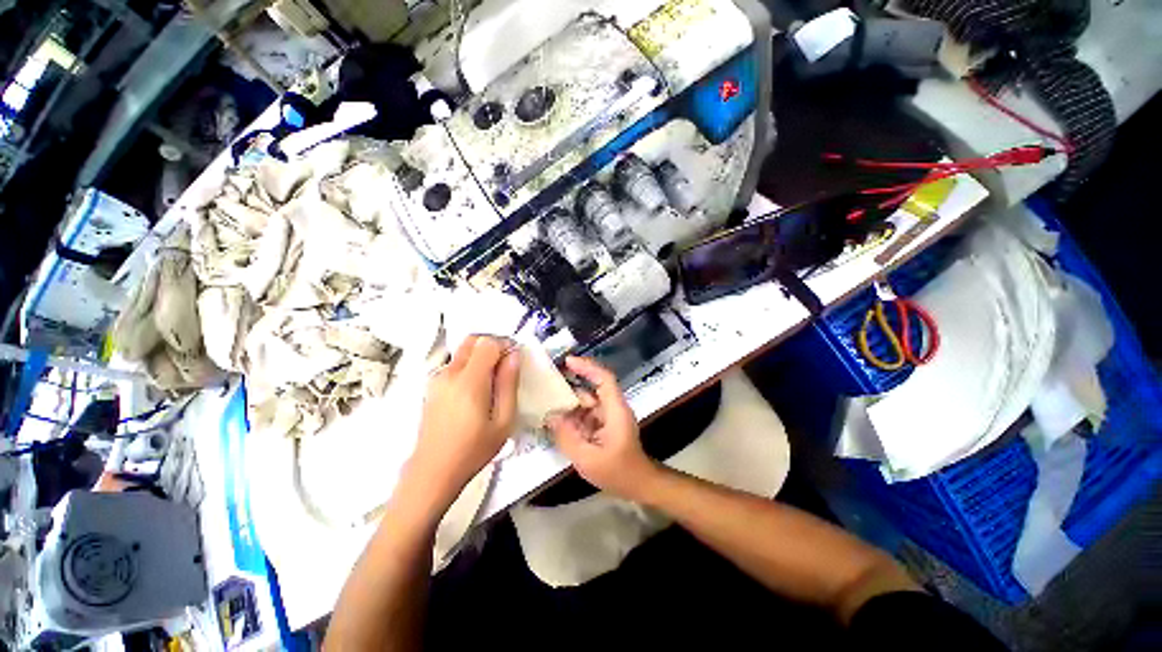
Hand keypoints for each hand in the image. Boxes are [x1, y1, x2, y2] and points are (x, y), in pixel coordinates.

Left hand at [406, 336, 519, 509]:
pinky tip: (477, 390)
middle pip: (472, 340)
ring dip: (481, 355)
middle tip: (506, 364)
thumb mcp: (503, 421)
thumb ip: (509, 384)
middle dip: (492, 344)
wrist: (432, 472)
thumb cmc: (473, 450)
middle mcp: (449, 373)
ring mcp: (437, 379)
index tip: (514, 359)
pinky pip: (454, 364)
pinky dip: (470, 365)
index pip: (488, 343)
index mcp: (469, 381)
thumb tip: (513, 355)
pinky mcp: (431, 387)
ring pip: (462, 351)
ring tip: (493, 381)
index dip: (505, 345)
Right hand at [546, 357, 660, 501]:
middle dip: (573, 380)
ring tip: (547, 397)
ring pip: (588, 400)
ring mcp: (609, 416)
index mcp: (615, 410)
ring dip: (570, 399)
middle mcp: (613, 408)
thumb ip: (567, 437)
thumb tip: (551, 417)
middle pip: (594, 386)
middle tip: (549, 378)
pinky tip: (556, 418)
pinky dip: (573, 413)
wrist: (638, 484)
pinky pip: (587, 413)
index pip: (604, 379)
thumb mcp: (588, 459)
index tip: (568, 361)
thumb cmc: (618, 472)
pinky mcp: (604, 424)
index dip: (587, 367)